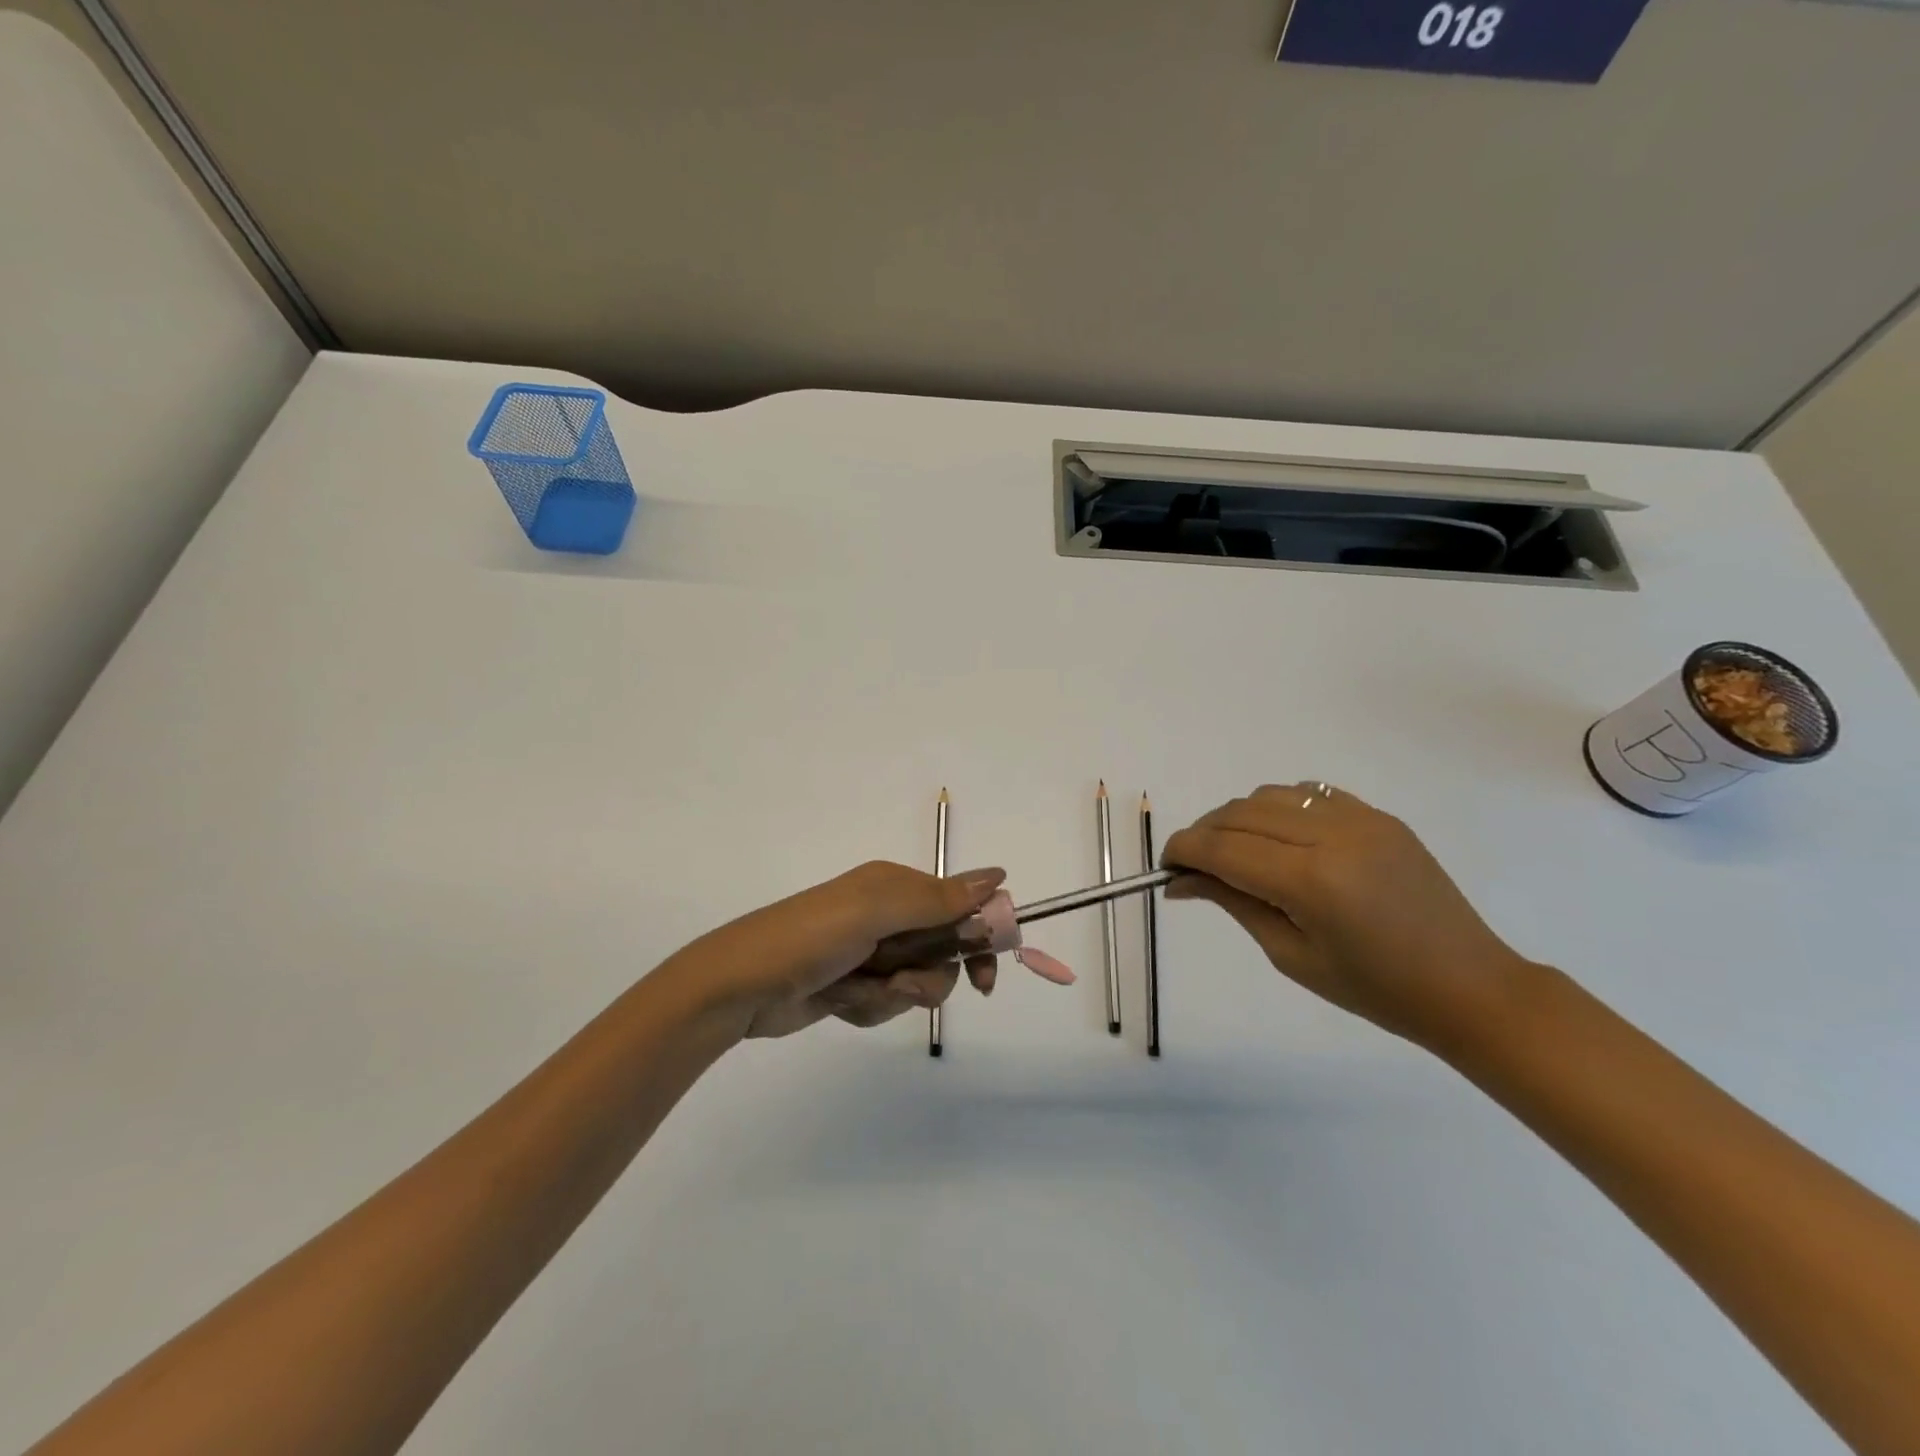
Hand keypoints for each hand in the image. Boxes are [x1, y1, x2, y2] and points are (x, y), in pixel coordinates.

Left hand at [654, 862, 1006, 1039]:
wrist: (740, 988)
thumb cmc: (810, 938)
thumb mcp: (875, 912)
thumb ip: (938, 900)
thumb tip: (999, 875)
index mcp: (895, 886)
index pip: (960, 904)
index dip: (978, 936)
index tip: (984, 973)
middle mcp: (887, 914)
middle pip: (944, 949)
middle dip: (929, 975)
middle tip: (909, 990)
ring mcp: (870, 952)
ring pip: (918, 982)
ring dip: (894, 994)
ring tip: (857, 990)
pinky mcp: (854, 986)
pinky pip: (888, 1003)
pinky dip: (870, 1007)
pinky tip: (840, 1001)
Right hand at [1162, 783, 1531, 1046]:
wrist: (1468, 986)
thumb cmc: (1375, 989)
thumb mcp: (1291, 954)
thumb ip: (1234, 903)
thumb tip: (1182, 880)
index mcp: (1311, 881)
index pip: (1223, 849)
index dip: (1183, 851)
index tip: (1166, 867)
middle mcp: (1332, 835)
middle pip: (1240, 814)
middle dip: (1204, 834)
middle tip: (1192, 866)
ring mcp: (1360, 819)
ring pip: (1270, 795)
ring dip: (1238, 818)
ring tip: (1235, 853)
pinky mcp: (1378, 815)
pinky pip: (1309, 793)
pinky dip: (1278, 809)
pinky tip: (1279, 839)